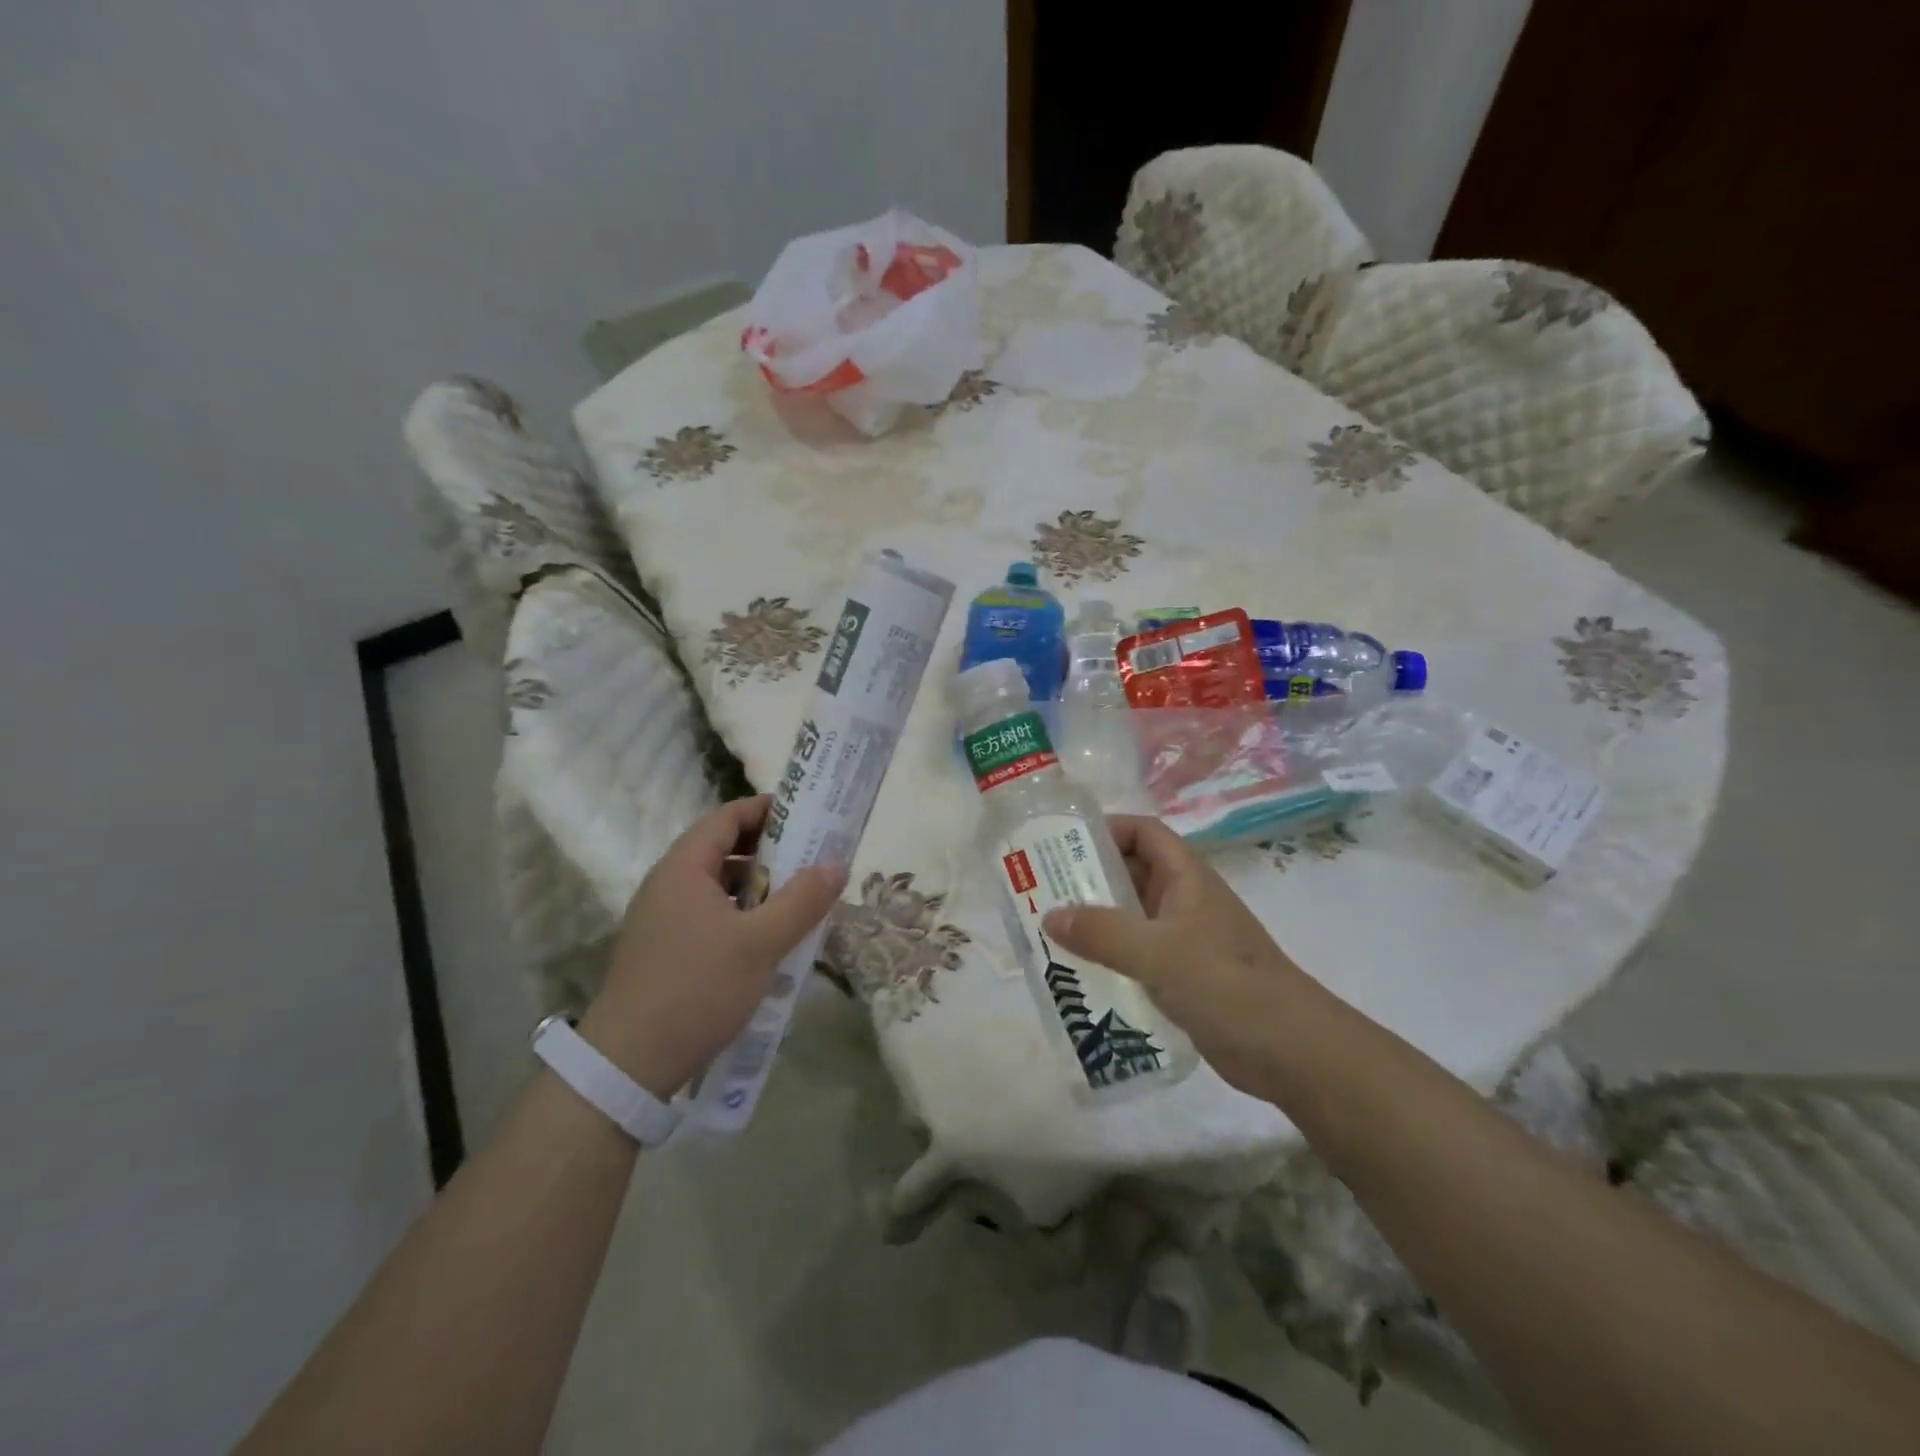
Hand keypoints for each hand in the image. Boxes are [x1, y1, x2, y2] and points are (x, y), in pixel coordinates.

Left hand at [579, 797, 847, 1098]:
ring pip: (716, 884)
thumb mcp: (761, 943)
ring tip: (796, 898)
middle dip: (768, 849)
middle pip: (721, 848)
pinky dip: (740, 912)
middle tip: (811, 857)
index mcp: (684, 868)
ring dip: (756, 885)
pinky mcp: (664, 948)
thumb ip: (802, 900)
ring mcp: (661, 917)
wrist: (630, 1063)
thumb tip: (837, 863)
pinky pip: (708, 913)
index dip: (765, 809)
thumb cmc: (698, 988)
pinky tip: (766, 938)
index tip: (806, 813)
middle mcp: (667, 883)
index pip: (726, 818)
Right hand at [1041, 815, 1326, 1095]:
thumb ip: (1102, 932)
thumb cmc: (1226, 984)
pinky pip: (1138, 955)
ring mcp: (1186, 941)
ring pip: (1132, 917)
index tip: (1063, 846)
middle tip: (1041, 891)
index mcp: (1186, 878)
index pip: (1144, 833)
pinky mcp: (1185, 978)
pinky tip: (1080, 975)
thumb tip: (1049, 915)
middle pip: (1133, 874)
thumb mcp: (1157, 953)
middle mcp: (1185, 902)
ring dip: (1096, 922)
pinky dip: (1110, 958)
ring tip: (1050, 934)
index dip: (1107, 830)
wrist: (1291, 1051)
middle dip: (1089, 878)